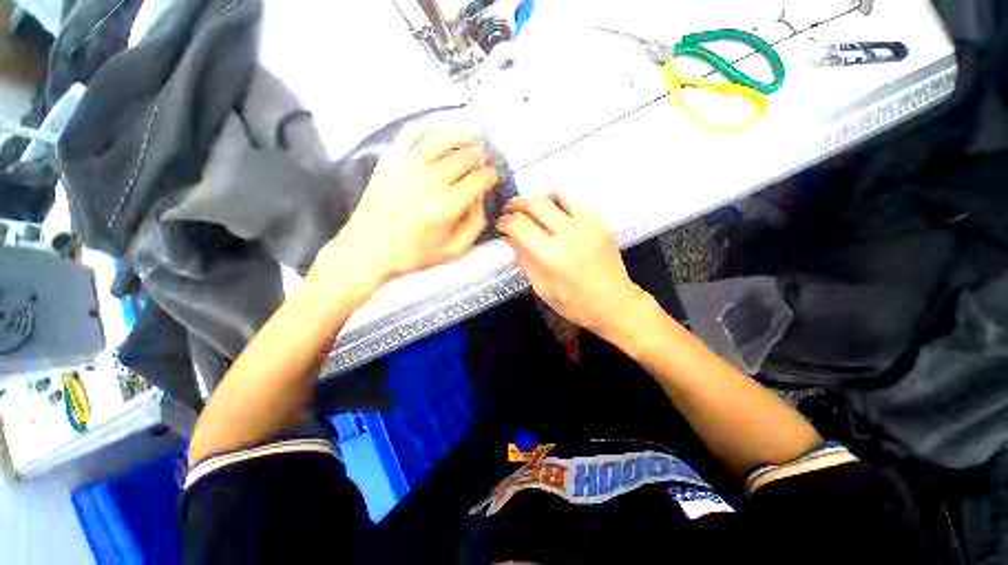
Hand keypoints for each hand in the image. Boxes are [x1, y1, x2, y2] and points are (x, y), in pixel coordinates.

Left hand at [310, 126, 499, 294]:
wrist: (367, 250)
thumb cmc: (413, 254)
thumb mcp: (453, 250)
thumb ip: (474, 224)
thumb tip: (480, 197)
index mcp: (447, 206)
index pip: (478, 180)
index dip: (491, 175)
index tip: (493, 176)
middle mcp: (430, 181)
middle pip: (464, 157)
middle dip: (480, 156)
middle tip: (485, 160)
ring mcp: (408, 167)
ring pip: (442, 140)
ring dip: (462, 137)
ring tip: (473, 137)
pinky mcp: (391, 161)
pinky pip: (413, 135)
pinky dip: (431, 127)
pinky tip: (442, 129)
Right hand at [497, 195, 643, 333]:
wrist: (614, 303)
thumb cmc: (574, 303)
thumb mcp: (542, 288)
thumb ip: (525, 261)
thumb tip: (510, 239)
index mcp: (551, 255)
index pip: (520, 225)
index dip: (505, 221)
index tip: (501, 224)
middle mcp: (569, 233)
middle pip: (537, 203)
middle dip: (518, 203)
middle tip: (511, 209)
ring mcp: (588, 225)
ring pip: (558, 196)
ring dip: (540, 199)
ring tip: (532, 208)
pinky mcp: (601, 223)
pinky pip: (577, 204)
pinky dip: (561, 204)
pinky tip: (557, 214)